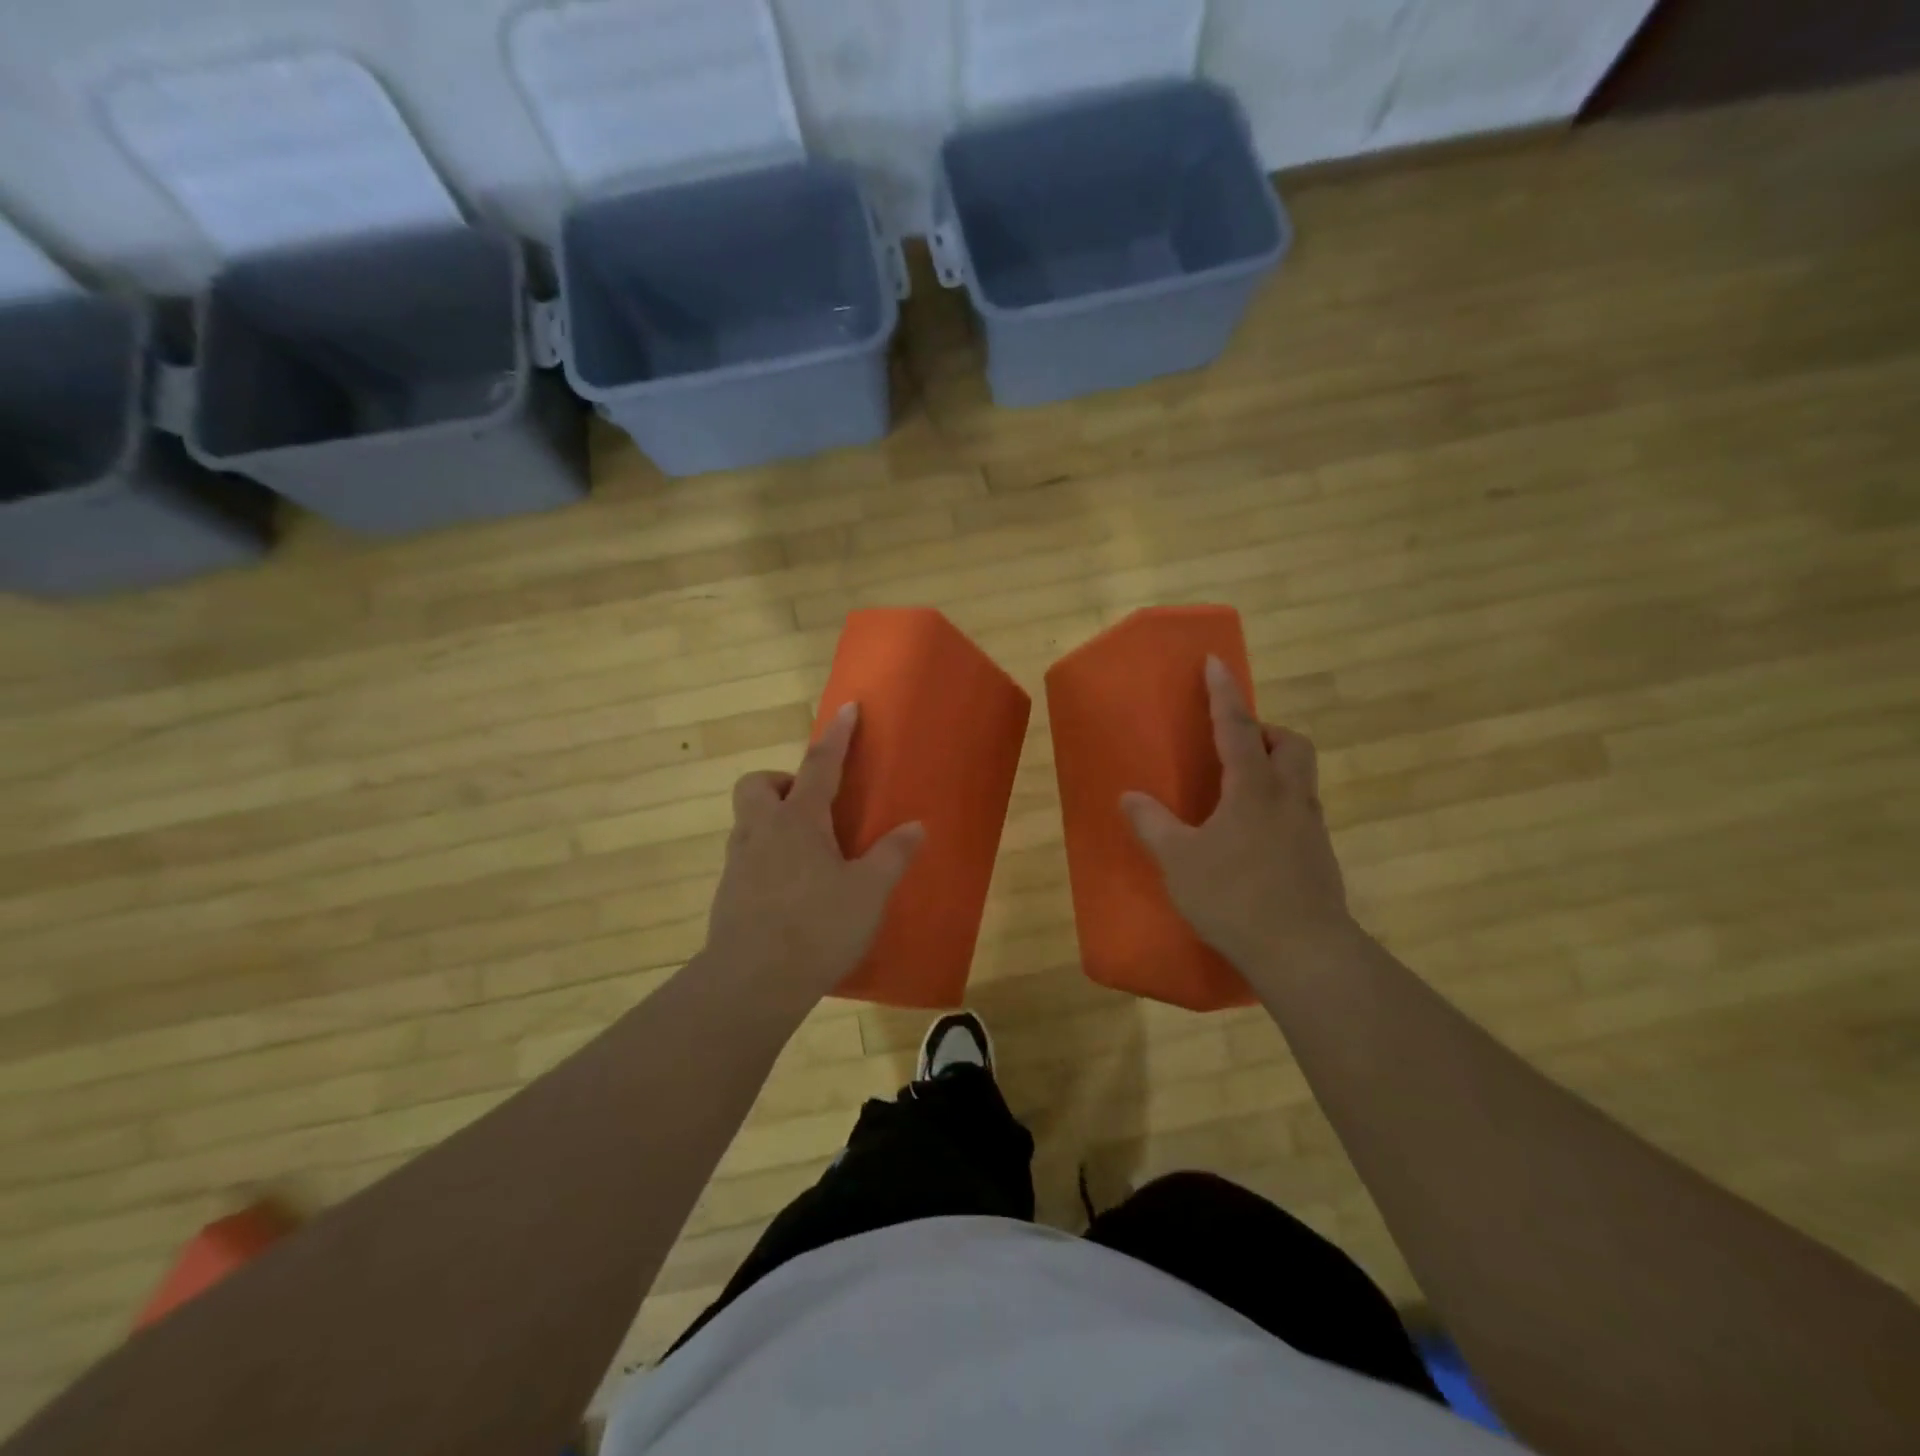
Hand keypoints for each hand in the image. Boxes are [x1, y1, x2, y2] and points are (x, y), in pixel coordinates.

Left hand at [702, 703, 924, 1007]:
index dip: (836, 735)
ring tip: (809, 852)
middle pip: (757, 785)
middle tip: (812, 806)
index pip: (819, 764)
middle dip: (782, 782)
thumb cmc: (816, 927)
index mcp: (799, 821)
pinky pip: (747, 858)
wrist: (752, 982)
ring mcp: (739, 864)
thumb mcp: (868, 892)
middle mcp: (762, 832)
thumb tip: (916, 827)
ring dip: (773, 821)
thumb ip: (892, 856)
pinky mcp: (728, 895)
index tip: (846, 708)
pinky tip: (792, 890)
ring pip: (748, 822)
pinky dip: (768, 859)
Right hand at [1121, 657, 1354, 978]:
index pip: (1236, 727)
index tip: (1216, 662)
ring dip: (1276, 768)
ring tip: (1240, 791)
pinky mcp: (1320, 857)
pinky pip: (1301, 811)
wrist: (1303, 952)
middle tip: (1237, 745)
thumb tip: (1129, 797)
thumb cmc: (1235, 897)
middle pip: (1291, 744)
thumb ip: (1152, 825)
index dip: (1223, 693)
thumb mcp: (1179, 861)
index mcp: (1253, 789)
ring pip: (1301, 778)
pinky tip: (1254, 838)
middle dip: (1266, 732)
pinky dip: (1279, 806)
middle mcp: (1290, 798)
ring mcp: (1311, 828)